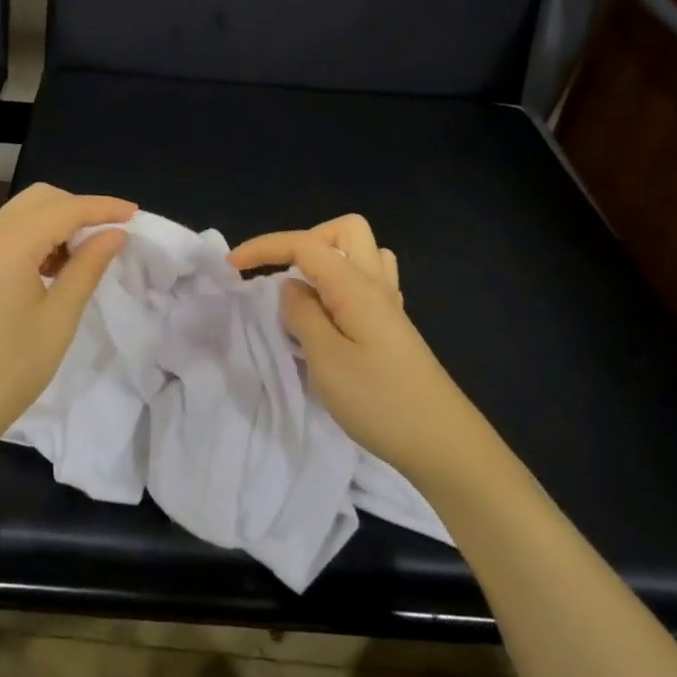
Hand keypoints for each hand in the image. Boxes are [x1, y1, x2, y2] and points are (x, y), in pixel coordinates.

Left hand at [0, 183, 135, 450]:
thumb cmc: (8, 370)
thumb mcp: (59, 319)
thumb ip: (88, 268)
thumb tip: (115, 235)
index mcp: (7, 244)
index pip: (64, 209)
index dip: (102, 207)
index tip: (135, 213)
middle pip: (39, 199)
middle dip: (78, 208)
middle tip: (109, 235)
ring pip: (22, 213)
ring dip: (56, 222)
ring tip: (83, 256)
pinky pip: (6, 233)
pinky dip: (35, 237)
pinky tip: (52, 267)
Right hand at [229, 215, 471, 477]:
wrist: (444, 444)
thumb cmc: (380, 401)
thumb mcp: (326, 360)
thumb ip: (302, 315)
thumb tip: (290, 287)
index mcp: (355, 286)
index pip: (305, 245)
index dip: (264, 247)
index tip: (232, 267)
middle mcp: (376, 284)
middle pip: (344, 231)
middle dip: (305, 242)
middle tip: (282, 278)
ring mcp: (390, 305)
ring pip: (362, 254)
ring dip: (328, 262)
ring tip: (306, 296)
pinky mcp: (395, 328)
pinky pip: (370, 282)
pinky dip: (343, 286)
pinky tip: (332, 317)